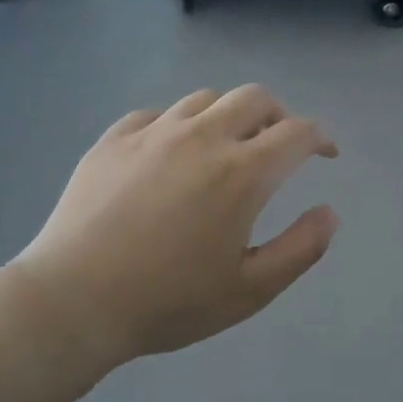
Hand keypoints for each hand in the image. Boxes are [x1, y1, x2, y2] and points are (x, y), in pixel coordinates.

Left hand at [1, 86, 338, 390]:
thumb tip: (330, 213)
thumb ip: (301, 248)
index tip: (325, 154)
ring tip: (227, 146)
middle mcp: (202, 138)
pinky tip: (172, 153)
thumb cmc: (169, 301)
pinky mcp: (112, 140)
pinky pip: (157, 115)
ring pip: (205, 99)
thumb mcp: (251, 290)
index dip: (320, 138)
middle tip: (280, 144)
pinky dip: (179, 125)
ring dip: (229, 115)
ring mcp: (152, 134)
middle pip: (254, 98)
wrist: (72, 303)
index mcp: (242, 173)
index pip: (297, 132)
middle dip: (279, 115)